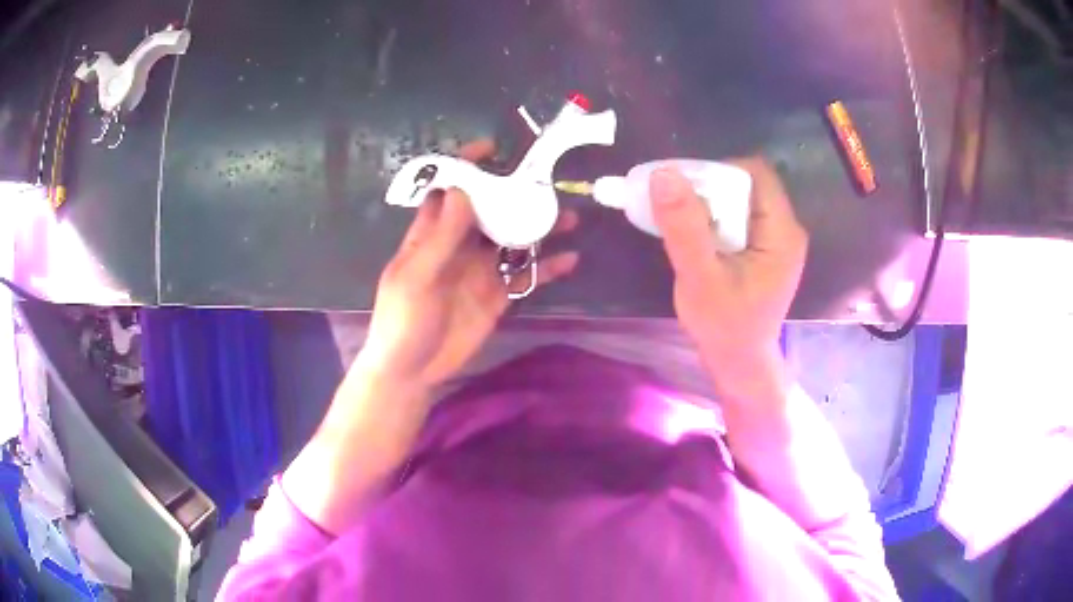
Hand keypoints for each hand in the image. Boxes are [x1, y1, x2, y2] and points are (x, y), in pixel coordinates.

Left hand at [360, 140, 579, 388]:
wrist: (413, 371)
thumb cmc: (404, 321)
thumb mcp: (418, 277)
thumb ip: (441, 236)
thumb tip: (462, 189)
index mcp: (431, 235)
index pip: (450, 191)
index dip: (467, 167)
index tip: (493, 150)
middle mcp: (459, 246)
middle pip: (490, 210)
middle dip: (514, 194)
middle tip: (545, 182)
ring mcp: (480, 270)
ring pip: (513, 240)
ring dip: (538, 228)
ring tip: (567, 218)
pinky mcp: (497, 295)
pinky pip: (525, 276)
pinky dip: (547, 268)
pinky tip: (570, 260)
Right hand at [650, 158, 807, 393]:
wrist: (739, 364)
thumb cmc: (724, 327)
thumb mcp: (700, 278)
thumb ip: (685, 227)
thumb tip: (664, 174)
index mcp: (782, 233)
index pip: (754, 174)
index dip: (717, 171)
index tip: (683, 189)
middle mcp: (786, 230)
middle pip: (748, 184)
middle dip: (709, 188)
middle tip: (676, 207)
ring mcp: (777, 240)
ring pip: (741, 199)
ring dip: (709, 203)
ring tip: (682, 222)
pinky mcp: (765, 250)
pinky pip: (739, 216)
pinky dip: (714, 218)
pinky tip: (696, 235)